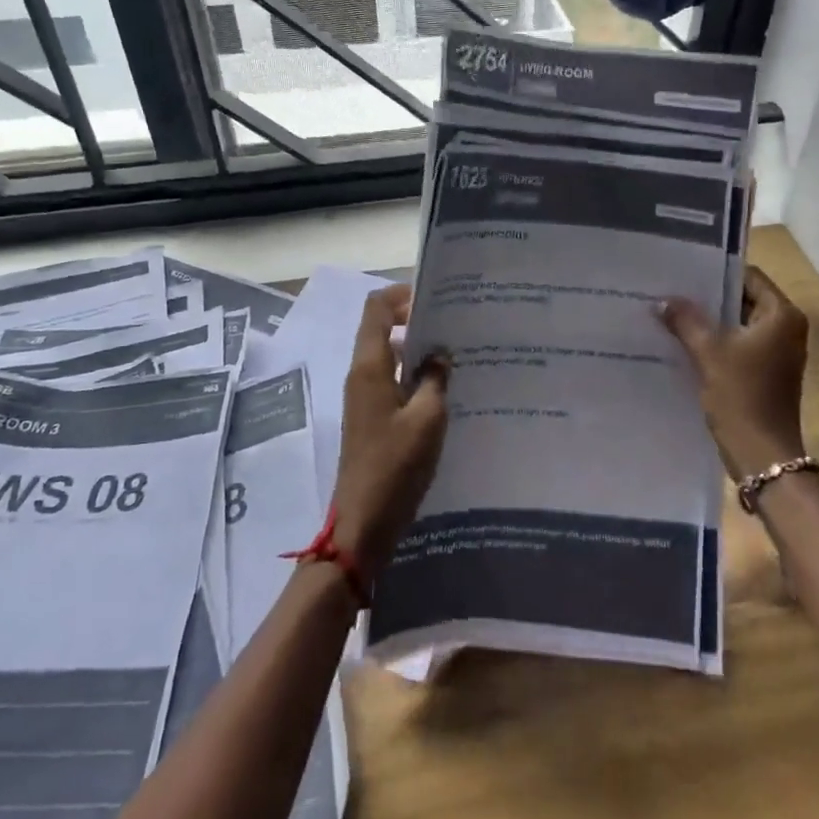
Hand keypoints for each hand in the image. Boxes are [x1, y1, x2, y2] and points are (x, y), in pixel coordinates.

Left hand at [330, 285, 450, 580]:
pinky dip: (414, 377)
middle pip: (382, 329)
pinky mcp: (372, 419)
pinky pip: (392, 383)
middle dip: (415, 320)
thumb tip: (439, 352)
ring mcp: (364, 398)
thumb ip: (435, 378)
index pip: (377, 309)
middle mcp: (361, 375)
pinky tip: (445, 389)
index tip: (436, 296)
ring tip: (457, 353)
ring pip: (389, 358)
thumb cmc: (395, 466)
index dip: (402, 294)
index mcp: (369, 367)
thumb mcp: (427, 419)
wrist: (362, 524)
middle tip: (455, 323)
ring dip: (417, 350)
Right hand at [660, 266, 810, 478]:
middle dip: (708, 297)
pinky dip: (716, 340)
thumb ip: (686, 320)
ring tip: (672, 312)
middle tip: (671, 289)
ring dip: (710, 320)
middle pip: (743, 298)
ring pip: (738, 322)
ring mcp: (778, 351)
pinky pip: (739, 343)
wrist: (762, 455)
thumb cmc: (741, 396)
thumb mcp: (708, 353)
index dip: (716, 272)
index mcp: (782, 315)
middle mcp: (786, 328)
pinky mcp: (767, 370)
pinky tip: (685, 340)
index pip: (748, 276)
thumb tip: (663, 300)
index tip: (683, 270)